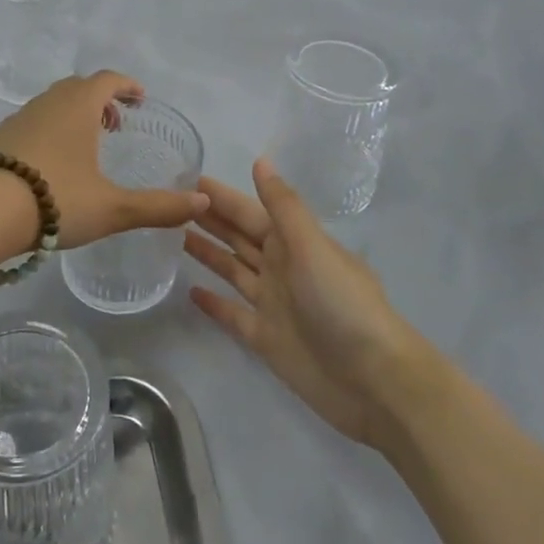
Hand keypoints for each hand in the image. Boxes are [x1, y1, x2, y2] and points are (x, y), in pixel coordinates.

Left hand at [0, 72, 208, 251]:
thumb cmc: (56, 199)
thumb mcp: (113, 208)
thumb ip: (159, 206)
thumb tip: (202, 201)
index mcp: (78, 106)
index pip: (108, 79)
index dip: (127, 85)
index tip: (140, 99)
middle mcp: (48, 103)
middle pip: (78, 88)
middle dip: (101, 100)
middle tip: (116, 125)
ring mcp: (18, 118)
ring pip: (52, 104)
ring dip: (73, 115)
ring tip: (85, 147)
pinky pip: (31, 123)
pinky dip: (48, 131)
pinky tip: (49, 165)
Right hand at [186, 159, 423, 443]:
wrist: (374, 382)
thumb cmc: (343, 304)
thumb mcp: (312, 247)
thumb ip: (283, 207)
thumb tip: (261, 161)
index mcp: (294, 243)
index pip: (249, 212)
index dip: (221, 197)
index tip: (187, 178)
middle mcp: (281, 267)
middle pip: (239, 237)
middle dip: (210, 219)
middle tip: (169, 202)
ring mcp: (273, 304)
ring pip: (233, 270)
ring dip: (208, 253)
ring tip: (173, 236)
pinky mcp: (266, 339)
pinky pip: (233, 315)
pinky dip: (214, 304)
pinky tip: (190, 291)